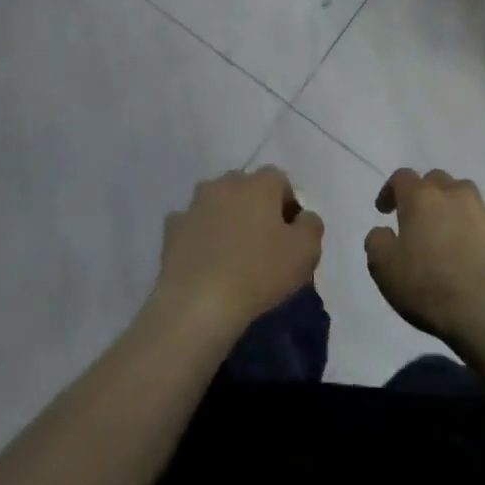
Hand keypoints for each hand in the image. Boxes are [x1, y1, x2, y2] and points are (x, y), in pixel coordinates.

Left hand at [155, 166, 322, 335]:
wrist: (198, 303)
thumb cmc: (259, 273)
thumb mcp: (306, 252)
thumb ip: (311, 225)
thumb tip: (303, 216)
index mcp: (259, 184)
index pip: (280, 180)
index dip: (287, 204)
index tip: (290, 235)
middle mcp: (225, 184)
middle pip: (246, 187)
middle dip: (255, 207)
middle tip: (263, 242)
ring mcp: (194, 204)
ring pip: (217, 203)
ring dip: (226, 218)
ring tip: (232, 254)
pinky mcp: (172, 228)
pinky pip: (193, 225)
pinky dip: (200, 236)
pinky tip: (206, 262)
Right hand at [365, 168, 484, 346]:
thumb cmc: (427, 286)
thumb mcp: (383, 268)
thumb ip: (377, 241)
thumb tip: (384, 232)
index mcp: (420, 198)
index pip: (402, 177)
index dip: (390, 191)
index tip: (384, 211)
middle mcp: (453, 194)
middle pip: (436, 179)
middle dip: (425, 194)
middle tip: (418, 219)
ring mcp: (484, 211)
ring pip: (466, 195)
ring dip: (454, 206)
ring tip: (449, 230)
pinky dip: (478, 227)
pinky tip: (475, 248)